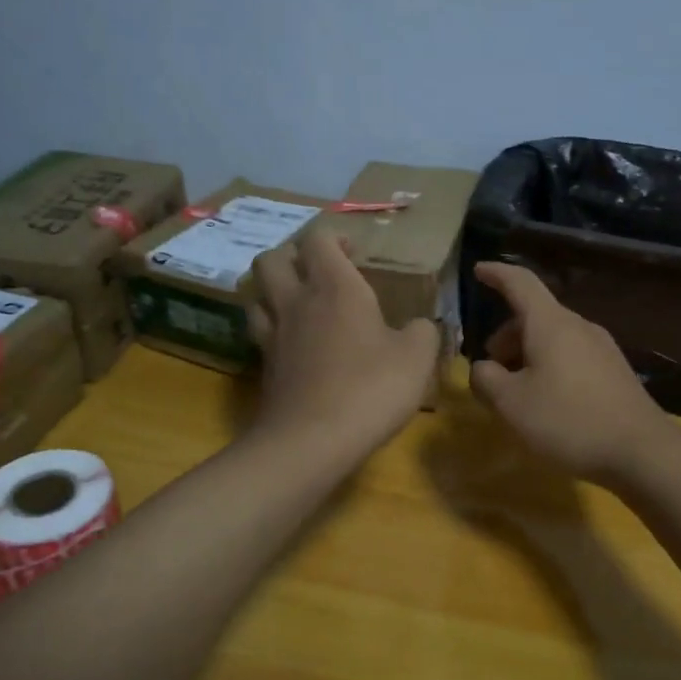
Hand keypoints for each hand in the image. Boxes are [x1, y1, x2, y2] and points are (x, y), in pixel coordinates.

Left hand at [247, 228, 440, 459]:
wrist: (312, 441)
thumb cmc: (370, 389)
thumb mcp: (416, 358)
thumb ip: (423, 332)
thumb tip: (421, 325)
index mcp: (335, 288)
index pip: (318, 240)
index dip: (334, 238)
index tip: (354, 253)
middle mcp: (296, 302)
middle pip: (272, 259)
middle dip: (293, 256)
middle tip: (318, 273)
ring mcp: (274, 334)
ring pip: (257, 293)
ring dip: (274, 289)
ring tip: (298, 302)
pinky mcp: (264, 366)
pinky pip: (260, 331)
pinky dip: (273, 326)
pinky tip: (294, 343)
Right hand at [468, 263, 673, 483]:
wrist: (641, 451)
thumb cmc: (567, 420)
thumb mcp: (511, 404)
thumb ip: (485, 380)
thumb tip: (482, 369)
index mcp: (551, 324)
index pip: (520, 283)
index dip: (496, 274)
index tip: (478, 270)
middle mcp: (579, 327)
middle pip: (535, 316)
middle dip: (507, 335)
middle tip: (490, 368)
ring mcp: (602, 348)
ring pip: (554, 338)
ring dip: (527, 354)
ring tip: (515, 391)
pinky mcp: (614, 372)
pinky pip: (572, 356)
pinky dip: (549, 367)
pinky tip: (546, 401)